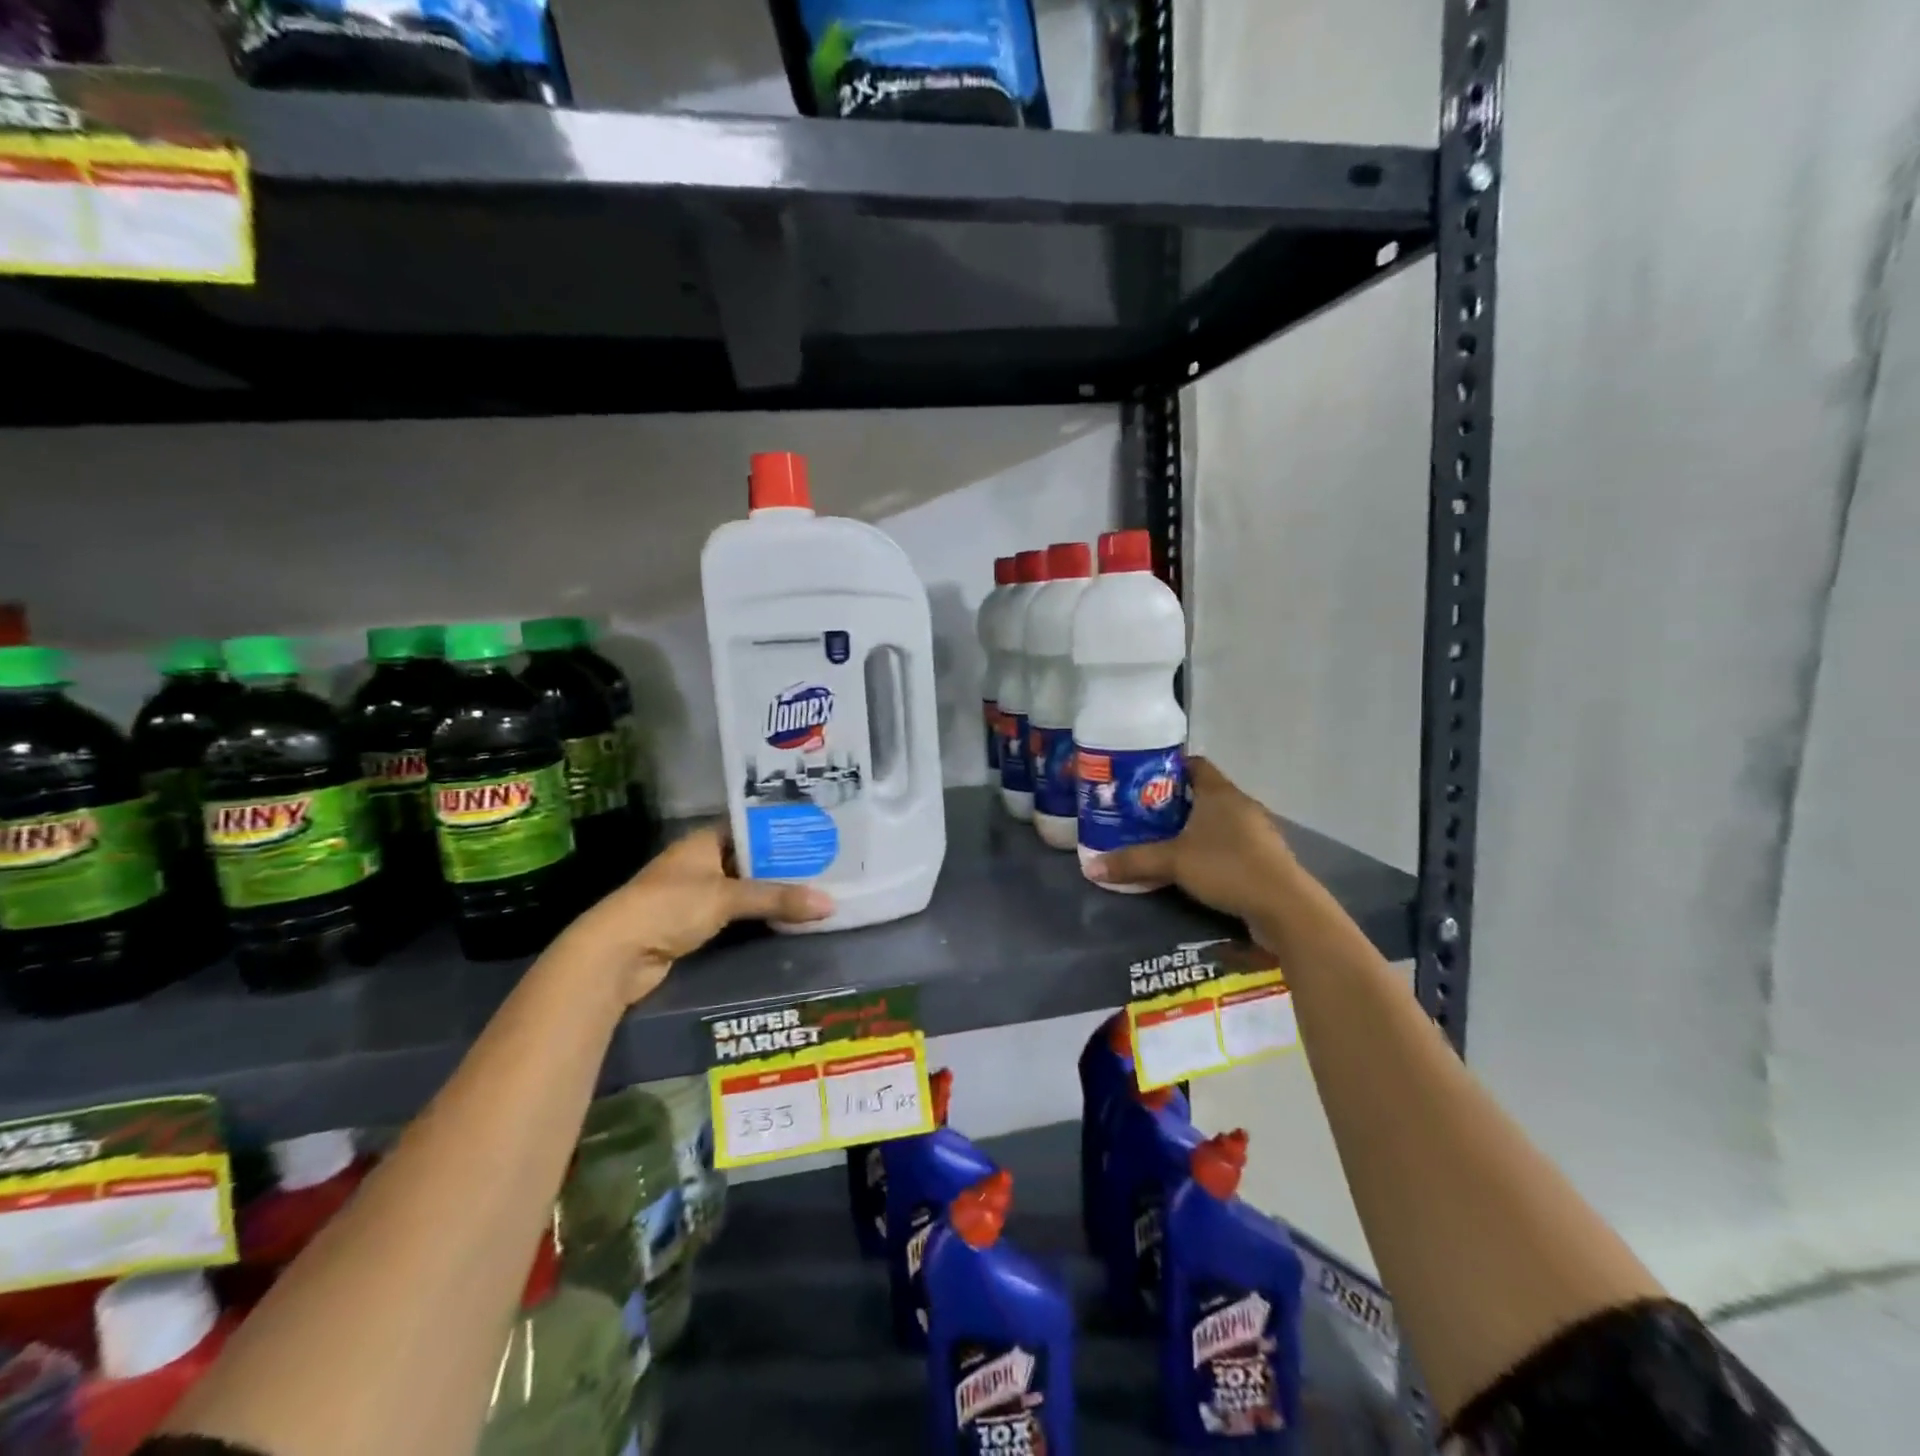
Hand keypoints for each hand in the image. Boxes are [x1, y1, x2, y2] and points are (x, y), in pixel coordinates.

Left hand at [565, 826, 833, 1004]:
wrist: (616, 954)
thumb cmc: (670, 907)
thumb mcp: (727, 897)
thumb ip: (777, 898)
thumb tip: (830, 903)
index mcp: (703, 841)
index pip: (750, 826)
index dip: (780, 829)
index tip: (816, 832)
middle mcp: (699, 862)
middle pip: (749, 859)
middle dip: (782, 865)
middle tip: (826, 865)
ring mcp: (694, 894)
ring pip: (743, 889)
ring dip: (770, 894)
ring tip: (815, 891)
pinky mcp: (692, 925)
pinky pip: (734, 915)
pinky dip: (756, 917)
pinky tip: (786, 919)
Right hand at [1084, 756, 1295, 924]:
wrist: (1284, 907)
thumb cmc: (1227, 867)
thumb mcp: (1172, 862)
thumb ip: (1132, 862)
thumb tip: (1090, 867)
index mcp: (1220, 793)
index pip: (1194, 764)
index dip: (1169, 768)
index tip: (1142, 779)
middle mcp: (1240, 805)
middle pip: (1204, 793)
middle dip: (1175, 802)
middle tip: (1143, 814)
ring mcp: (1257, 831)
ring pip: (1218, 820)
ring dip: (1195, 828)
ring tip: (1164, 841)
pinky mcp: (1264, 857)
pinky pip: (1231, 843)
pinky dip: (1212, 849)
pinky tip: (1195, 867)